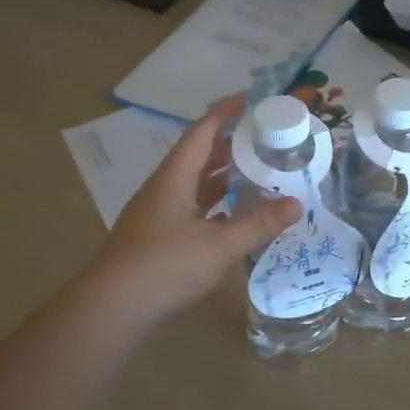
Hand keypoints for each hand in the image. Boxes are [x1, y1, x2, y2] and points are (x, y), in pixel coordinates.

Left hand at [88, 99, 300, 325]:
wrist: (113, 309)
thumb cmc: (165, 266)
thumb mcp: (218, 244)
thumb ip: (258, 223)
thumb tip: (296, 203)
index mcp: (173, 180)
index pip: (200, 135)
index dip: (223, 115)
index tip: (247, 100)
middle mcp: (163, 191)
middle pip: (195, 158)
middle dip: (226, 146)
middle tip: (260, 141)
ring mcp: (157, 217)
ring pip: (192, 187)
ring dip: (219, 178)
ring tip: (252, 174)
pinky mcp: (157, 241)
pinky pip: (190, 211)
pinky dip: (213, 207)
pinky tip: (231, 217)